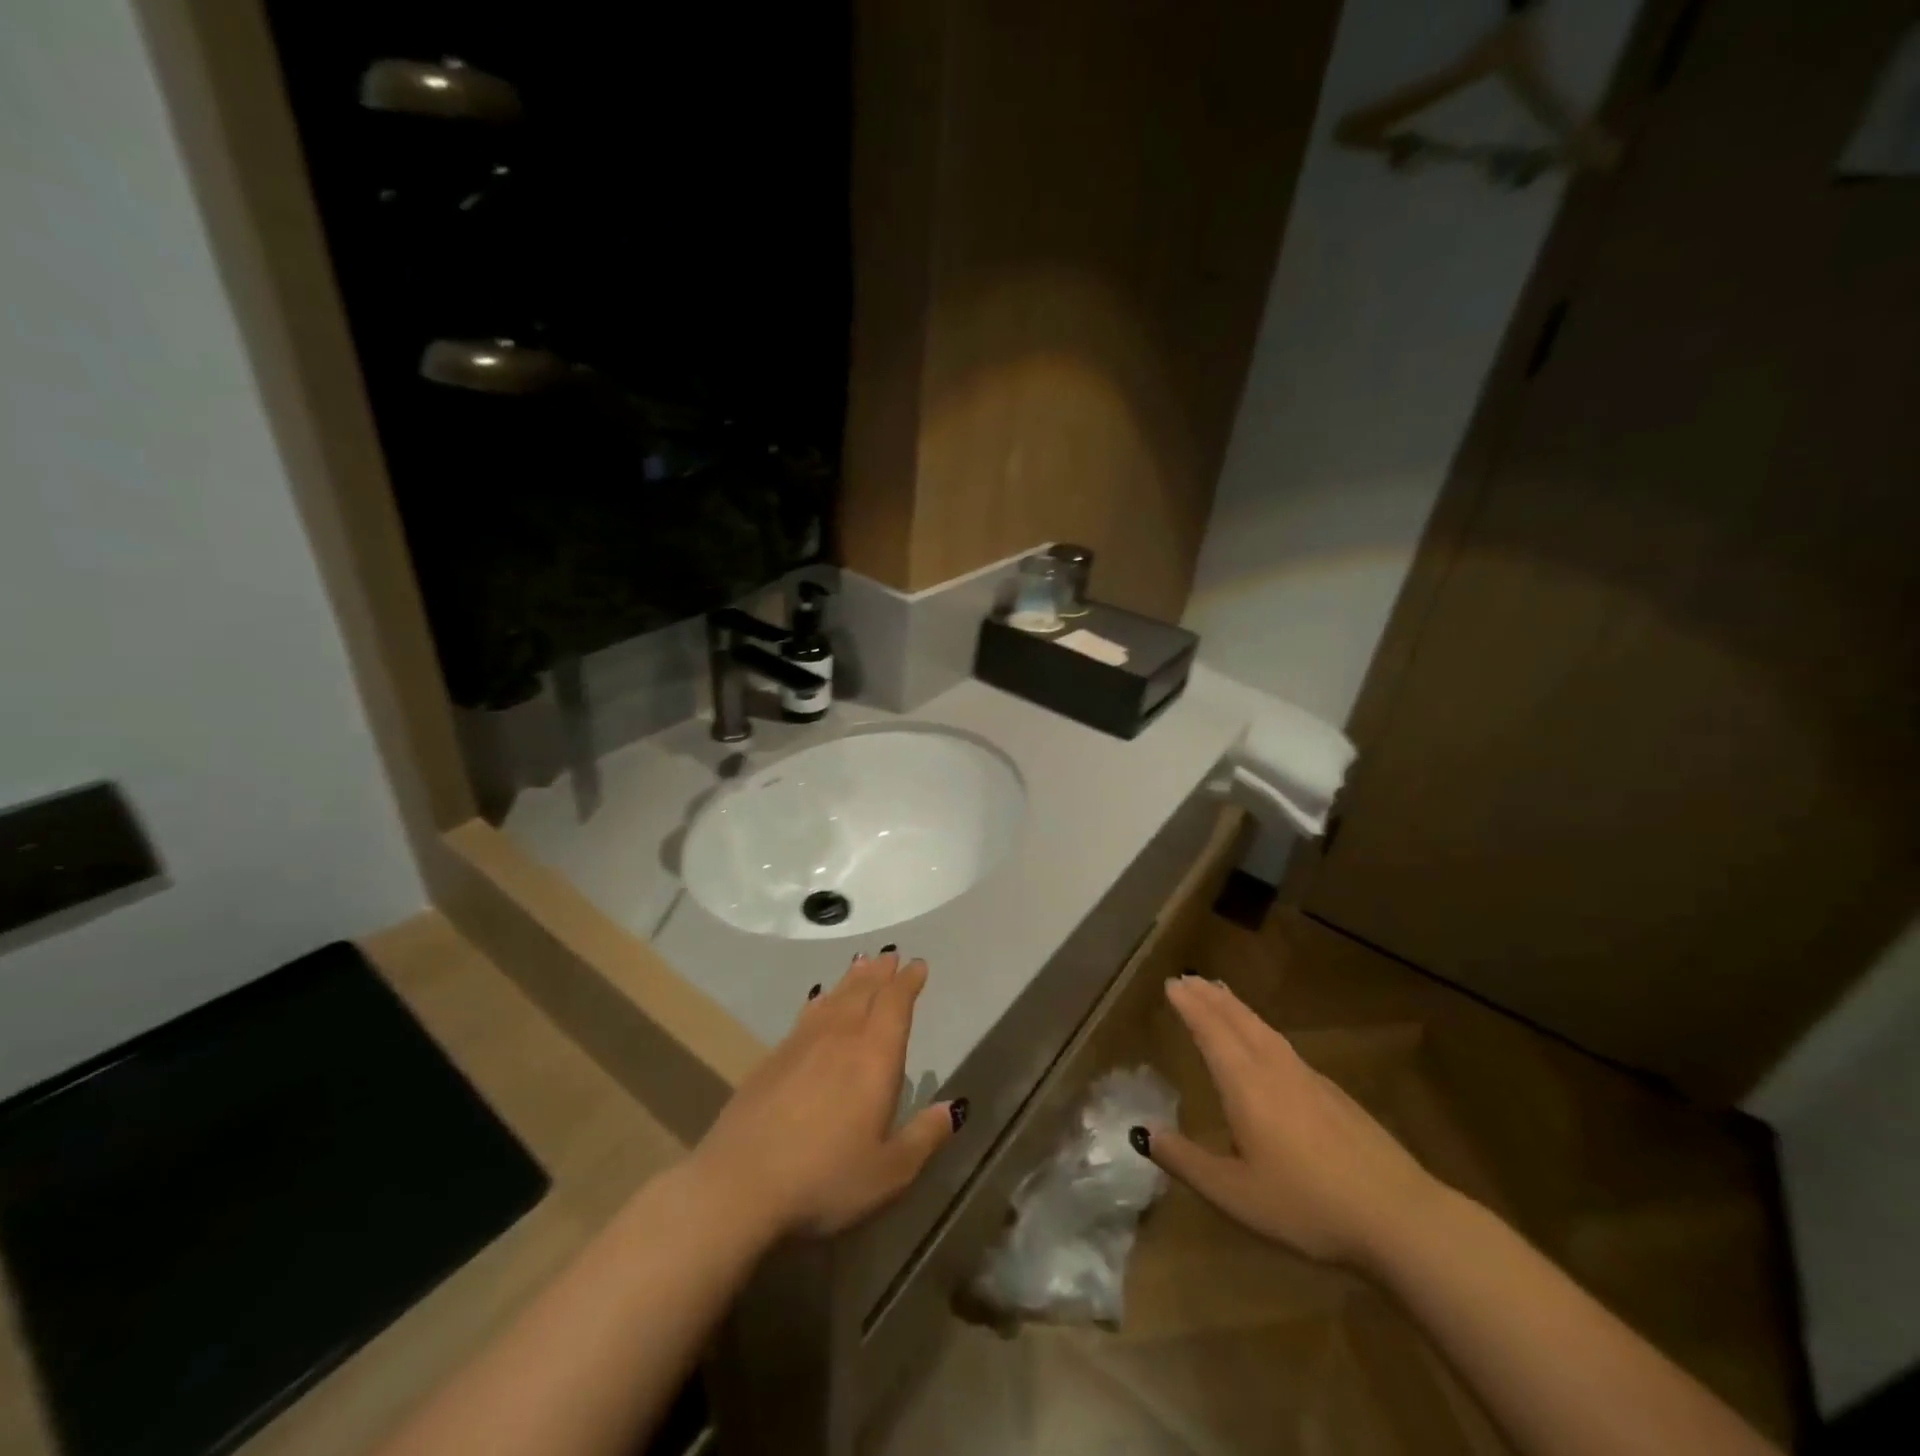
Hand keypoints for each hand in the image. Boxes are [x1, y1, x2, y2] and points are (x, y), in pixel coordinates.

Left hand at [687, 949, 960, 1239]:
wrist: (738, 1184)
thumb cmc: (825, 1179)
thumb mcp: (888, 1172)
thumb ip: (924, 1137)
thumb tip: (953, 1108)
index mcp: (874, 1056)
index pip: (896, 1004)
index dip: (908, 982)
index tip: (918, 964)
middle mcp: (840, 1037)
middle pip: (864, 992)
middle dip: (881, 973)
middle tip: (890, 955)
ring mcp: (802, 1044)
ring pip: (834, 998)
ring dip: (851, 979)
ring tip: (861, 964)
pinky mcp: (772, 1059)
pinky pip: (806, 1015)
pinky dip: (820, 1000)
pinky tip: (818, 1001)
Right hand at [1139, 975, 1444, 1268]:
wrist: (1400, 1217)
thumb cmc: (1308, 1206)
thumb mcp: (1235, 1195)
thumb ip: (1187, 1162)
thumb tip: (1146, 1133)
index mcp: (1246, 1084)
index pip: (1211, 1032)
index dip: (1190, 1007)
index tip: (1172, 984)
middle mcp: (1275, 1069)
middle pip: (1238, 1020)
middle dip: (1210, 998)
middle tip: (1189, 977)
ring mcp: (1309, 1078)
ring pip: (1264, 1029)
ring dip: (1237, 1007)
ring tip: (1221, 994)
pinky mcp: (1335, 1095)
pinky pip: (1284, 1045)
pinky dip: (1262, 1029)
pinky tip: (1267, 1044)